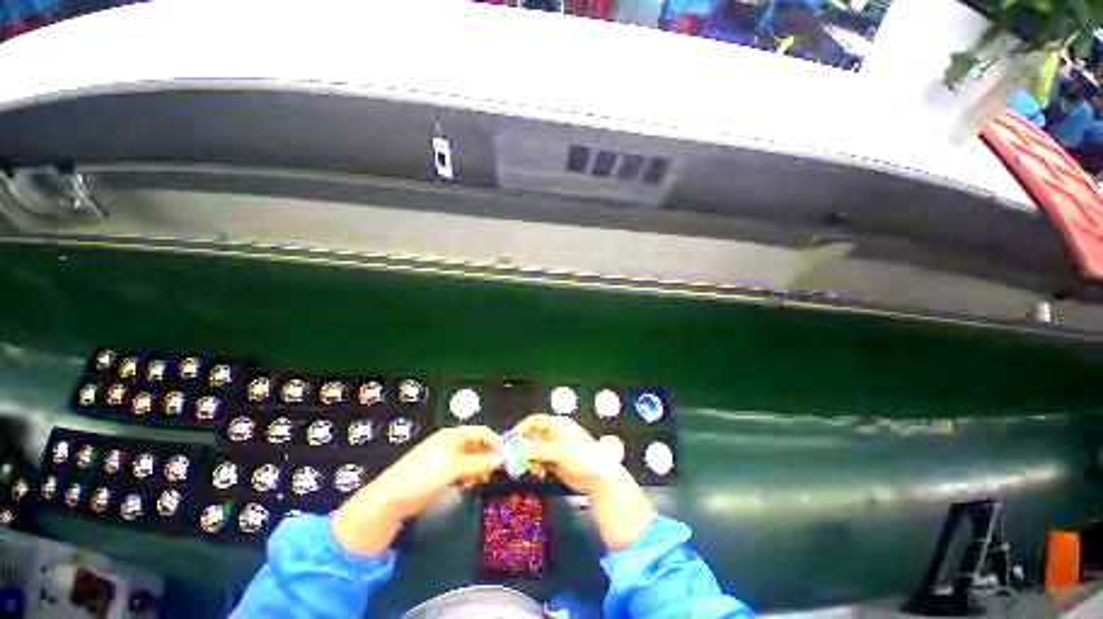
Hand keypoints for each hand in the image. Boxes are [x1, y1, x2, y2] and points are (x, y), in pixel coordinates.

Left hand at [333, 426, 502, 556]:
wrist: (389, 501)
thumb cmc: (422, 477)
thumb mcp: (453, 468)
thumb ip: (478, 462)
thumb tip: (502, 458)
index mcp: (452, 435)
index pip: (480, 432)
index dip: (494, 441)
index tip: (506, 456)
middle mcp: (450, 443)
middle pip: (477, 445)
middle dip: (487, 457)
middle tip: (493, 472)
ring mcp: (445, 458)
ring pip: (471, 459)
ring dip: (478, 468)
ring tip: (478, 481)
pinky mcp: (441, 473)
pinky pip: (462, 470)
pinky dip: (468, 475)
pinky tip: (467, 485)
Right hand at [513, 415, 651, 549]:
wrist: (599, 478)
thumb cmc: (581, 457)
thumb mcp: (558, 451)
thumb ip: (536, 449)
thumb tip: (516, 449)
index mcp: (557, 424)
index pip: (534, 421)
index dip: (521, 430)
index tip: (510, 442)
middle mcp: (554, 433)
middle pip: (532, 436)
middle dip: (525, 448)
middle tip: (518, 462)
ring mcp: (555, 447)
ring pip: (534, 450)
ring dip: (530, 459)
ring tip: (535, 470)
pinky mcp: (555, 460)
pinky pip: (539, 460)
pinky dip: (537, 466)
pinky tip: (541, 473)